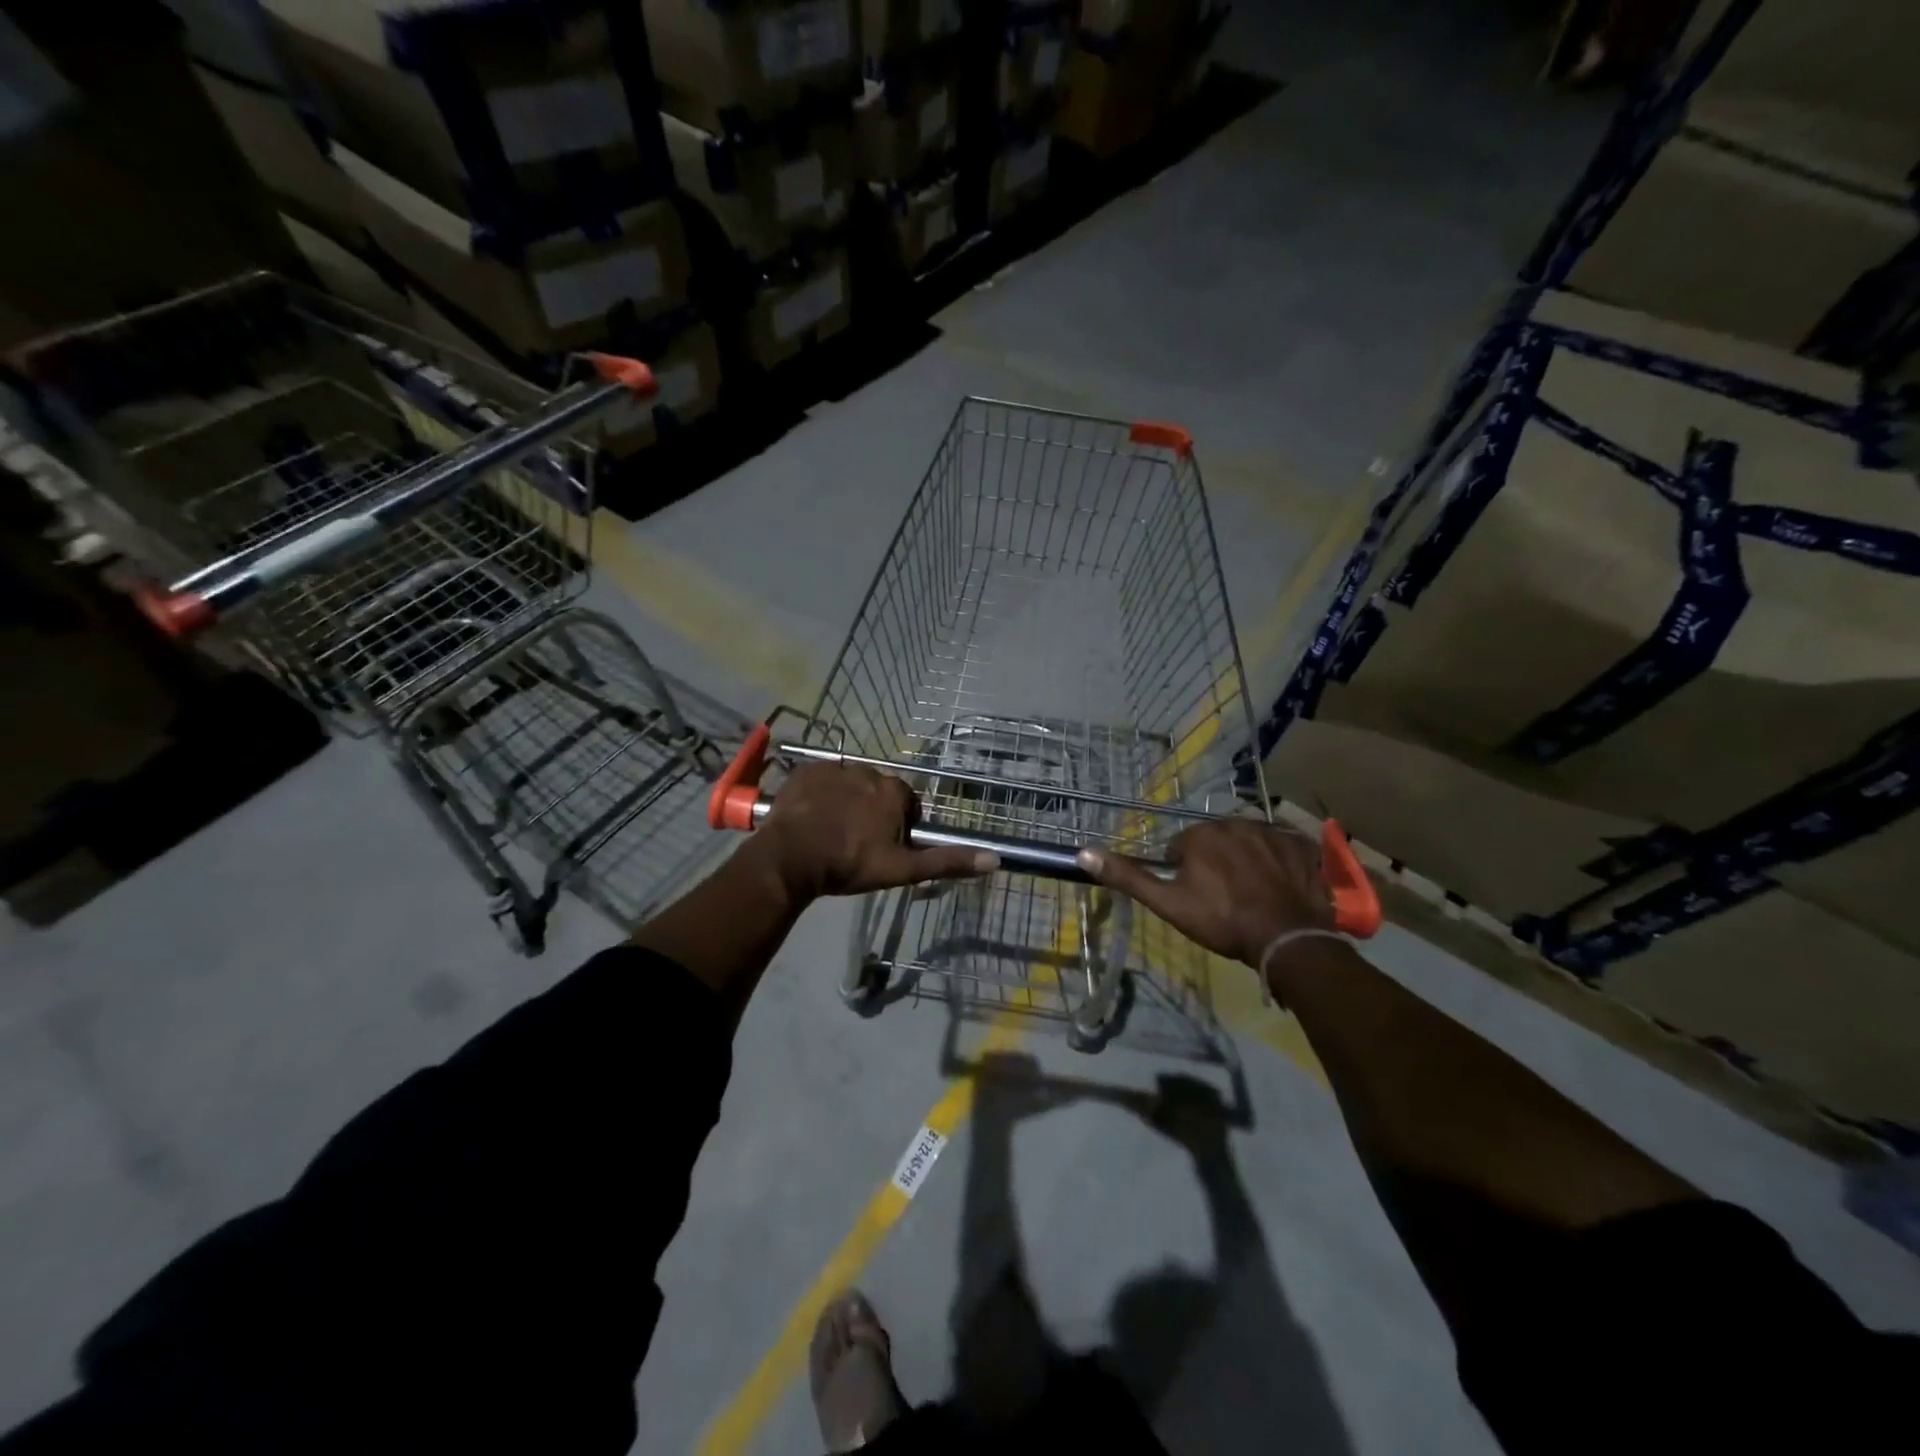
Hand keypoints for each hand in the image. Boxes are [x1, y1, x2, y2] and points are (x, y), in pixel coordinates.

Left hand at [755, 762, 996, 899]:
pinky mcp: (805, 769)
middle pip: (876, 792)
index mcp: (894, 791)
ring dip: (844, 802)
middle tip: (854, 843)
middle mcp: (868, 770)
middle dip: (870, 812)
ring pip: (848, 785)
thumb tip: (995, 859)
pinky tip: (810, 818)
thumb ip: (946, 861)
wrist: (791, 858)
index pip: (905, 804)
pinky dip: (818, 795)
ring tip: (829, 832)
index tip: (882, 848)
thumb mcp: (902, 869)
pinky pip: (819, 780)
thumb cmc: (849, 864)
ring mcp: (834, 767)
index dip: (897, 827)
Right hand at [1076, 819, 1331, 966]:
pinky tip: (1282, 888)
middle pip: (1217, 842)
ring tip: (1254, 897)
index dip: (1185, 874)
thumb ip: (1128, 876)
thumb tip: (1084, 852)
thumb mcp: (1168, 903)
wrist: (1287, 938)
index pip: (1183, 848)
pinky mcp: (1303, 846)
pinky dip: (1282, 863)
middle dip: (1217, 864)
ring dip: (1248, 862)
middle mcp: (1235, 822)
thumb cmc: (1222, 920)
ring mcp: (1273, 832)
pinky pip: (1285, 848)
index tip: (1197, 899)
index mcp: (1201, 834)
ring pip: (1249, 844)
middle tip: (1225, 900)